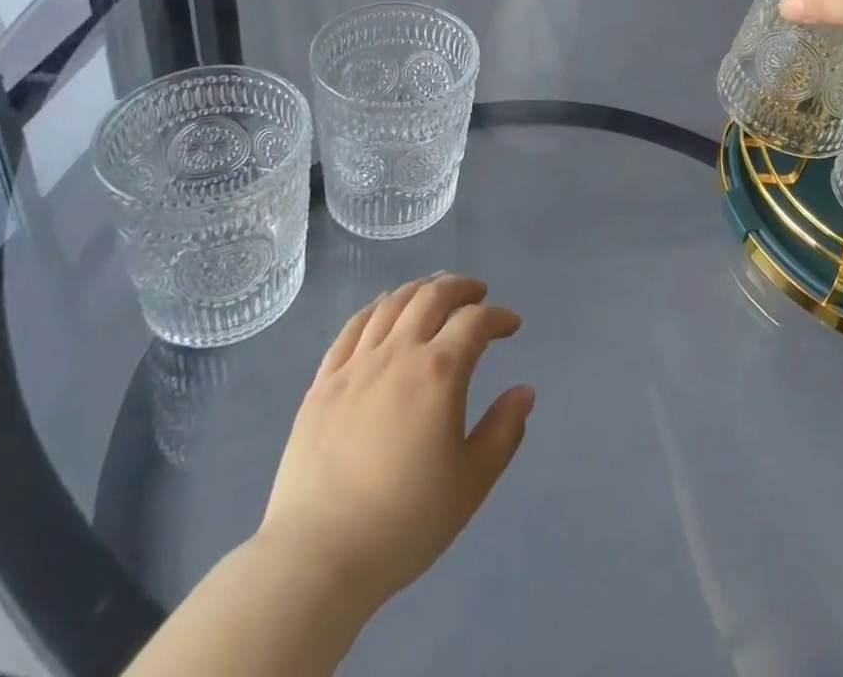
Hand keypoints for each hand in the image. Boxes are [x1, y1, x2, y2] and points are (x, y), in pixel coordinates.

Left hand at [260, 275, 533, 616]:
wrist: (317, 557)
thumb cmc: (404, 522)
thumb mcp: (471, 483)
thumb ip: (504, 431)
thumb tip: (524, 391)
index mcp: (439, 372)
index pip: (476, 321)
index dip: (499, 317)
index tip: (511, 325)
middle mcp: (398, 353)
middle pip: (432, 296)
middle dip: (461, 287)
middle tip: (478, 293)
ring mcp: (356, 364)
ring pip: (392, 303)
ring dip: (421, 289)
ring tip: (435, 291)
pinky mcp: (323, 381)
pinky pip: (353, 326)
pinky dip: (377, 307)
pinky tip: (385, 309)